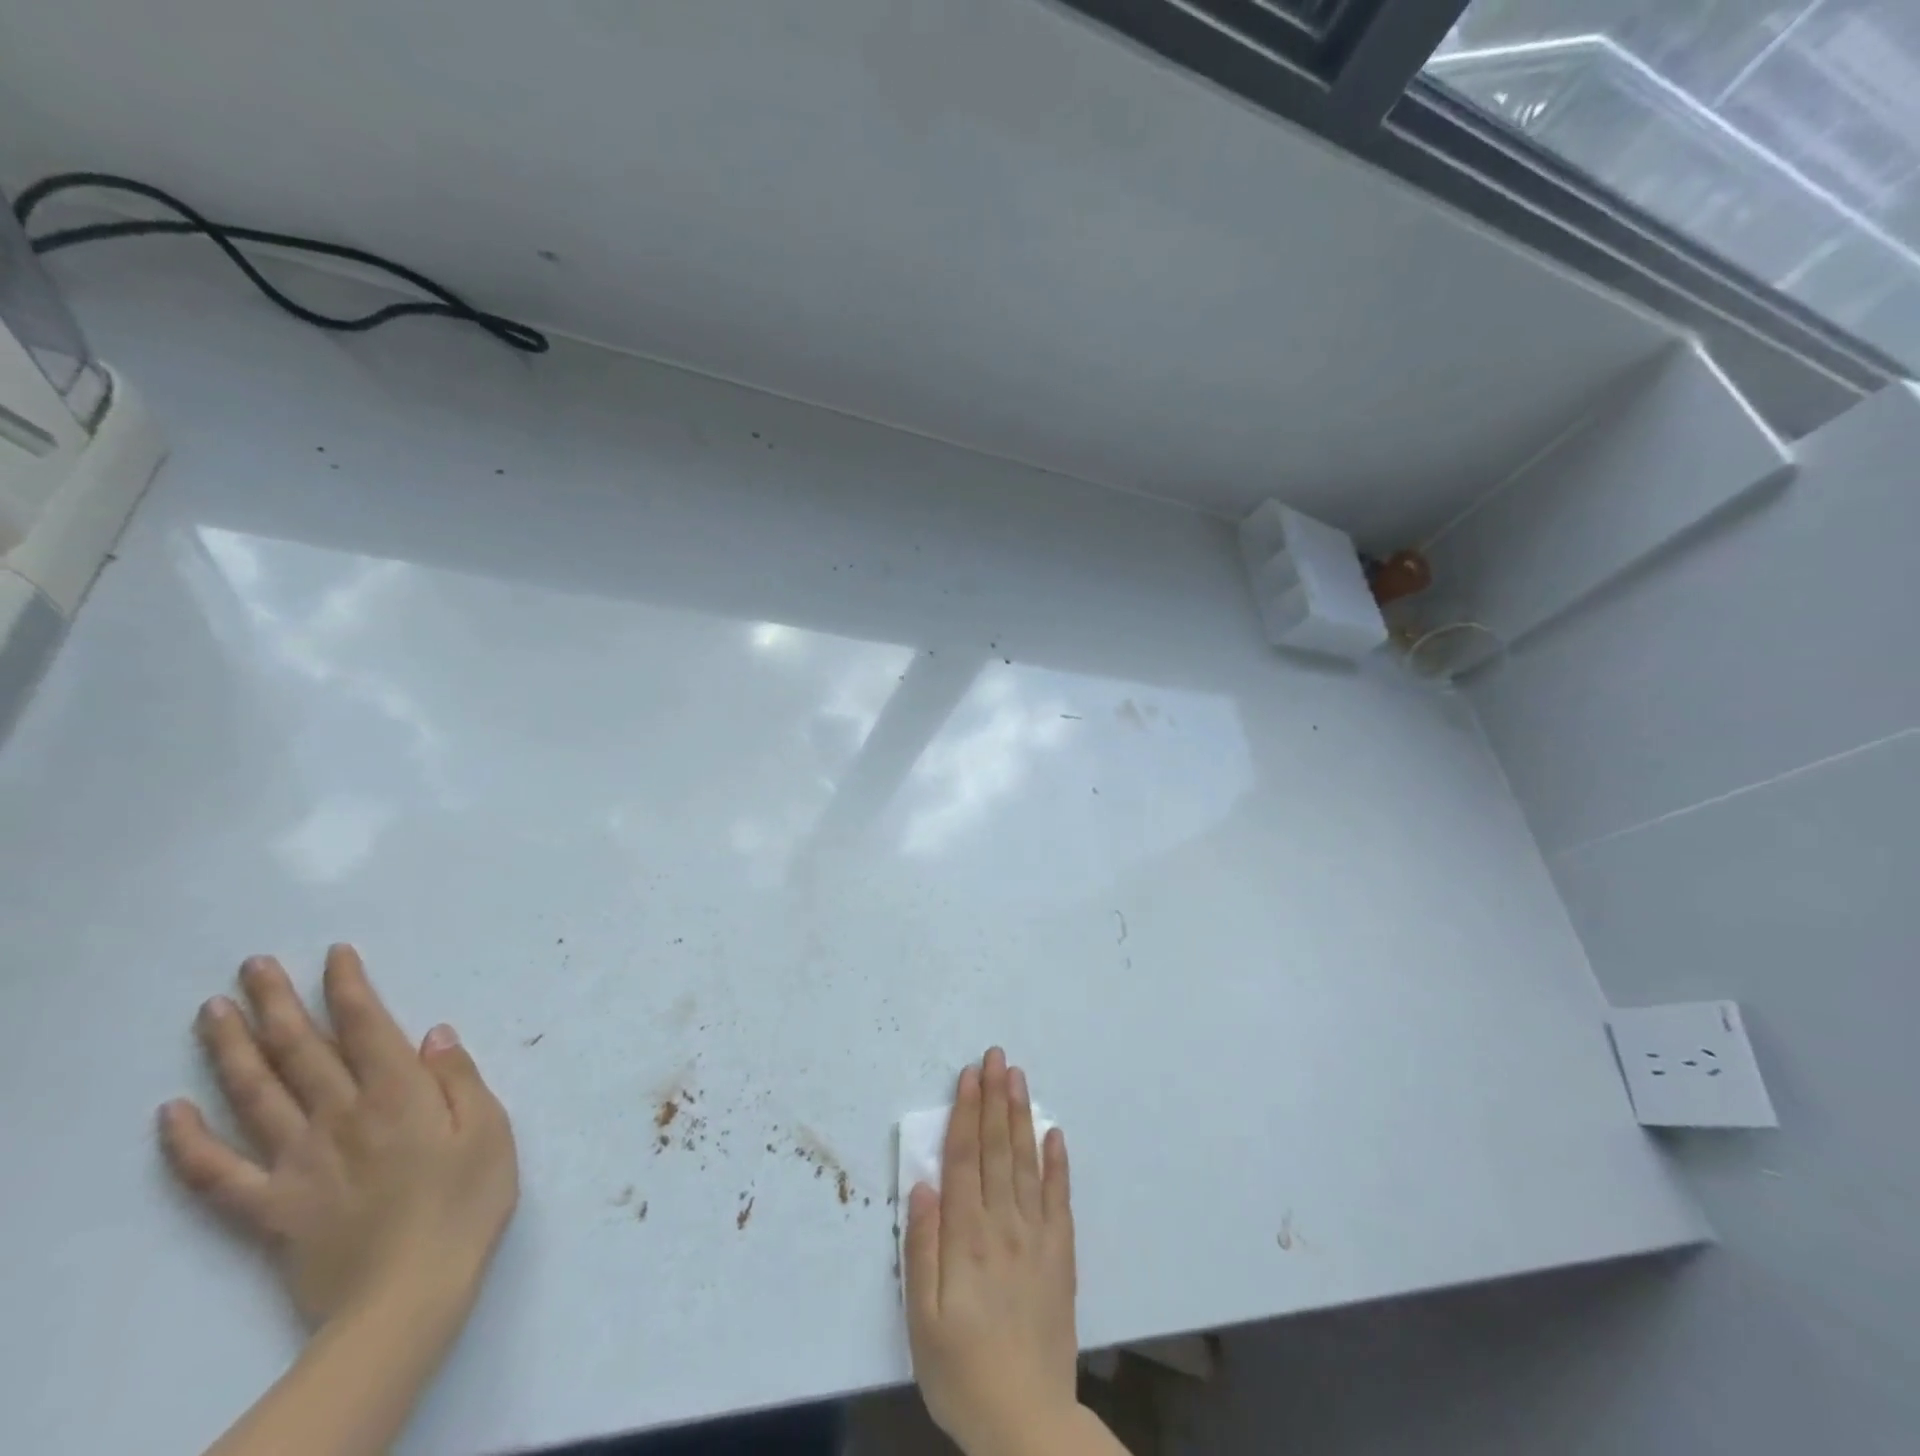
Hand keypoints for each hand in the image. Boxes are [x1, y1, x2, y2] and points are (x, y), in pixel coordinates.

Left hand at [159, 945, 518, 1329]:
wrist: (409, 1295)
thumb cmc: (467, 1201)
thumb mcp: (491, 1130)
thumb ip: (459, 1079)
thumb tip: (433, 1033)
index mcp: (399, 1093)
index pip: (366, 1026)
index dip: (347, 987)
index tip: (333, 955)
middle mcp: (340, 1115)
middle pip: (300, 1050)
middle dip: (278, 1002)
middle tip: (253, 966)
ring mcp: (297, 1161)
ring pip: (253, 1095)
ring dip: (229, 1050)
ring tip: (212, 1011)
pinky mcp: (269, 1207)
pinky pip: (216, 1174)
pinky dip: (188, 1142)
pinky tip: (169, 1113)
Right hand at [905, 1048, 1080, 1455]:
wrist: (1028, 1422)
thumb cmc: (961, 1371)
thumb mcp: (922, 1320)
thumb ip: (922, 1249)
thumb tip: (922, 1185)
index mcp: (967, 1237)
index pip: (965, 1159)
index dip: (966, 1113)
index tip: (969, 1074)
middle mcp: (1004, 1225)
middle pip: (998, 1149)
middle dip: (995, 1098)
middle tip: (996, 1056)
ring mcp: (1037, 1237)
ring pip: (1027, 1162)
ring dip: (1021, 1116)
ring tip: (1018, 1078)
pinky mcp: (1061, 1255)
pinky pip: (1059, 1198)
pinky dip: (1057, 1163)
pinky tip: (1055, 1134)